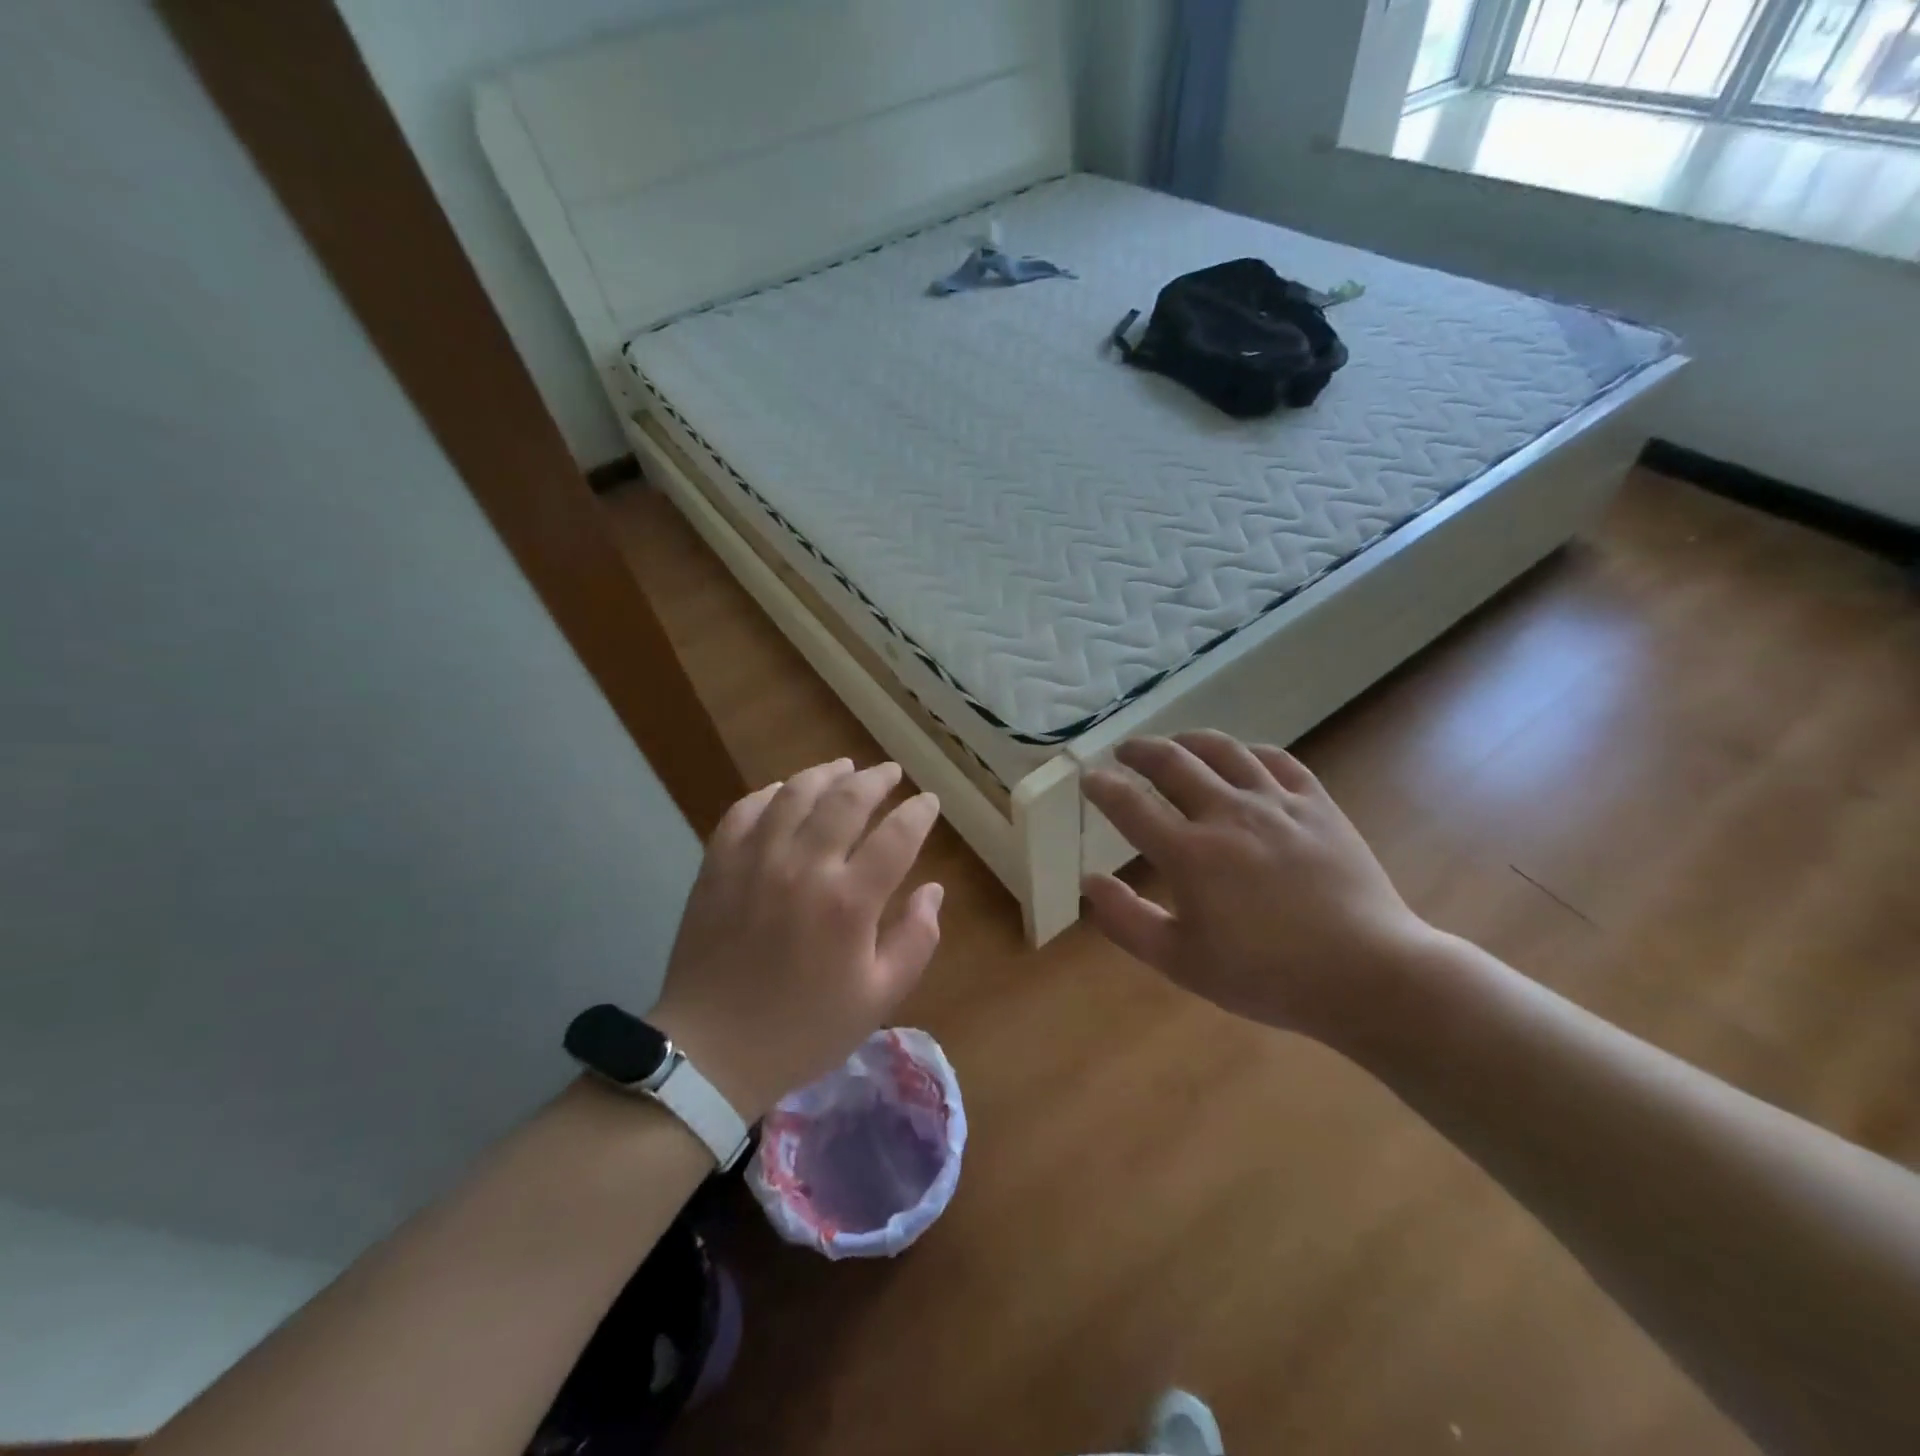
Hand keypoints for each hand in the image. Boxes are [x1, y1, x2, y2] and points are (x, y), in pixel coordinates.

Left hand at [650, 759, 942, 1119]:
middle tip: (890, 773)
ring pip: (795, 794)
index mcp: (849, 902)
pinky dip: (768, 793)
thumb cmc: (805, 1030)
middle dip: (876, 780)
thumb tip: (934, 890)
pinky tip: (783, 792)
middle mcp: (804, 866)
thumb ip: (916, 939)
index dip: (918, 813)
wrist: (713, 1052)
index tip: (929, 802)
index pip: (897, 836)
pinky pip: (744, 811)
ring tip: (842, 767)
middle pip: (847, 800)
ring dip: (824, 774)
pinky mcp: (718, 866)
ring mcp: (755, 861)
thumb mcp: (879, 998)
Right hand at [1081, 732, 1432, 1038]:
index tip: (1089, 778)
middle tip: (1124, 752)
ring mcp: (1276, 803)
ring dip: (1189, 740)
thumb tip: (1090, 881)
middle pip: (1172, 762)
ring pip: (1223, 750)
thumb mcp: (1181, 962)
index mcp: (1189, 854)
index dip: (1102, 786)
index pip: (1130, 805)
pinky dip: (1249, 751)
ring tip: (1175, 743)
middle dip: (1139, 751)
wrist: (1367, 973)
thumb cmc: (1267, 975)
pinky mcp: (1317, 804)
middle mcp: (1227, 814)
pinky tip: (1242, 757)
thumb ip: (1127, 920)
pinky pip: (1277, 760)